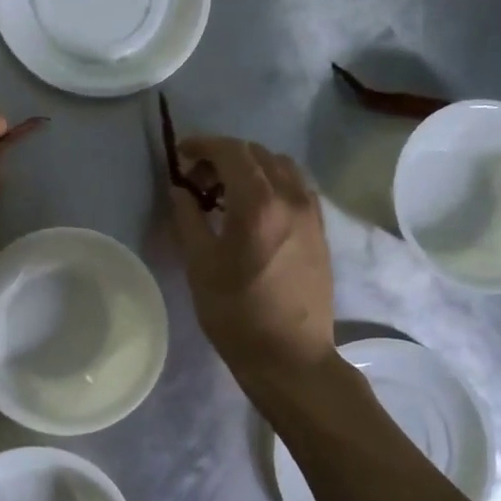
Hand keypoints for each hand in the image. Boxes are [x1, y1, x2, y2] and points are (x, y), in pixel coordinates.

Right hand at [169, 137, 334, 375]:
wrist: (289, 356)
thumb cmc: (236, 313)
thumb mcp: (200, 265)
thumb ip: (187, 218)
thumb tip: (180, 190)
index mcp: (258, 204)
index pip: (231, 151)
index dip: (203, 145)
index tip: (181, 154)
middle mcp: (290, 198)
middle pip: (257, 154)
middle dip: (223, 156)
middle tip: (197, 180)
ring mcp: (311, 213)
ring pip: (281, 166)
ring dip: (251, 167)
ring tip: (227, 193)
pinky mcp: (320, 230)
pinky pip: (297, 187)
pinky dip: (273, 183)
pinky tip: (256, 209)